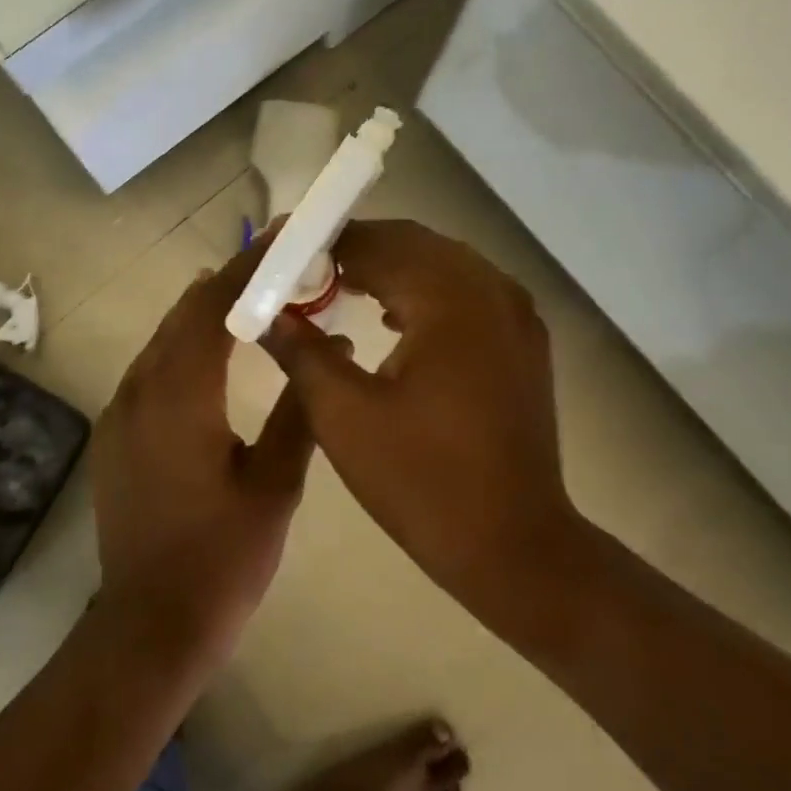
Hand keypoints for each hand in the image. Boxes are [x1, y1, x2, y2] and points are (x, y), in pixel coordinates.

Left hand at [92, 240, 316, 663]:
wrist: (150, 626)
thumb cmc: (222, 559)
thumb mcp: (275, 485)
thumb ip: (299, 410)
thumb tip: (328, 344)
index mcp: (181, 396)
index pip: (213, 306)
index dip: (248, 267)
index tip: (282, 238)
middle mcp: (139, 390)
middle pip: (183, 314)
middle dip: (228, 283)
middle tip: (276, 267)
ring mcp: (119, 413)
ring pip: (163, 341)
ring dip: (203, 315)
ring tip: (252, 301)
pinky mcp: (114, 436)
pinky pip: (150, 371)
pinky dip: (183, 349)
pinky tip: (212, 360)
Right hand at [260, 219, 582, 591]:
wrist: (513, 545)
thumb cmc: (421, 481)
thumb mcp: (343, 415)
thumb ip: (301, 352)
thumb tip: (266, 314)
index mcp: (450, 302)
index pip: (377, 244)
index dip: (324, 244)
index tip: (281, 254)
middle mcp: (491, 291)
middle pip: (414, 244)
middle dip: (356, 250)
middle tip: (304, 271)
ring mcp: (516, 315)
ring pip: (442, 265)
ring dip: (390, 268)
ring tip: (337, 288)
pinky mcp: (523, 341)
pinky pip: (466, 292)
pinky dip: (423, 292)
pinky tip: (390, 317)